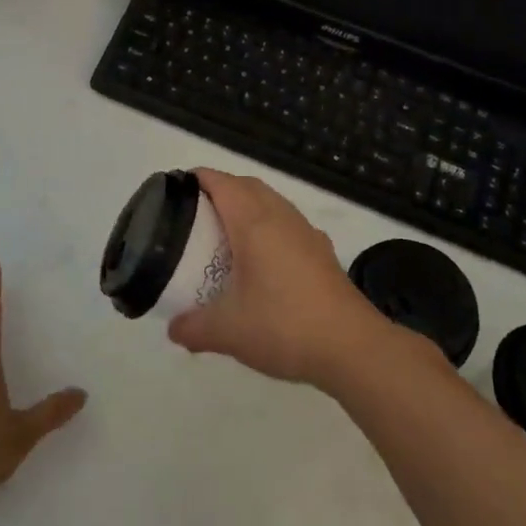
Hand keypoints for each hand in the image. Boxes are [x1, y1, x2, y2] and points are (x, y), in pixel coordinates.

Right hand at [168, 170, 400, 390]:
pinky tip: (263, 261)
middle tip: (195, 213)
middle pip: (248, 186)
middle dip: (221, 189)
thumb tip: (174, 329)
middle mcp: (282, 217)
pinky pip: (288, 224)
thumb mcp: (228, 331)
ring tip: (226, 235)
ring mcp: (307, 233)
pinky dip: (269, 228)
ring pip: (272, 203)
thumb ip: (194, 327)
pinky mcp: (322, 252)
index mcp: (254, 223)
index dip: (198, 179)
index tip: (176, 189)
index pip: (222, 183)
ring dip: (248, 207)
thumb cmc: (284, 326)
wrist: (351, 346)